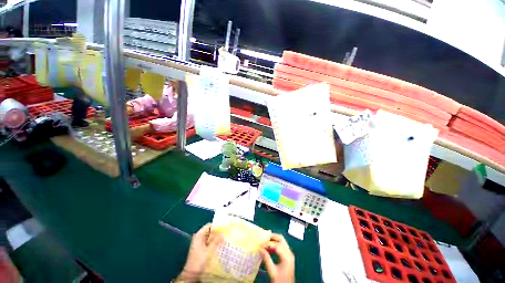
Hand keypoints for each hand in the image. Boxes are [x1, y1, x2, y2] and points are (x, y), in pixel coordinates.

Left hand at [176, 223, 221, 281]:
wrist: (191, 274)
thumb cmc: (199, 260)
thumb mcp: (209, 250)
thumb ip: (216, 241)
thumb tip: (223, 233)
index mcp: (199, 235)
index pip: (209, 225)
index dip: (217, 225)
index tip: (225, 227)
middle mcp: (198, 237)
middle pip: (210, 231)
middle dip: (218, 232)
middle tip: (227, 233)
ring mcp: (199, 243)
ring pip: (210, 237)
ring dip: (216, 238)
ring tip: (225, 238)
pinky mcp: (200, 249)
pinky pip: (209, 242)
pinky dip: (214, 242)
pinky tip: (220, 245)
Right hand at [260, 234, 294, 282]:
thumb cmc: (280, 281)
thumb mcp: (272, 271)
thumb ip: (266, 259)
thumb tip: (260, 249)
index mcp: (286, 256)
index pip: (276, 245)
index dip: (267, 244)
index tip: (260, 246)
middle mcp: (289, 252)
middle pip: (281, 239)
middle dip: (272, 237)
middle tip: (263, 239)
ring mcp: (289, 254)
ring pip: (281, 241)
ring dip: (273, 241)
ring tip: (265, 244)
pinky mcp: (288, 256)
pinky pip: (281, 246)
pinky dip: (275, 245)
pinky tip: (269, 249)